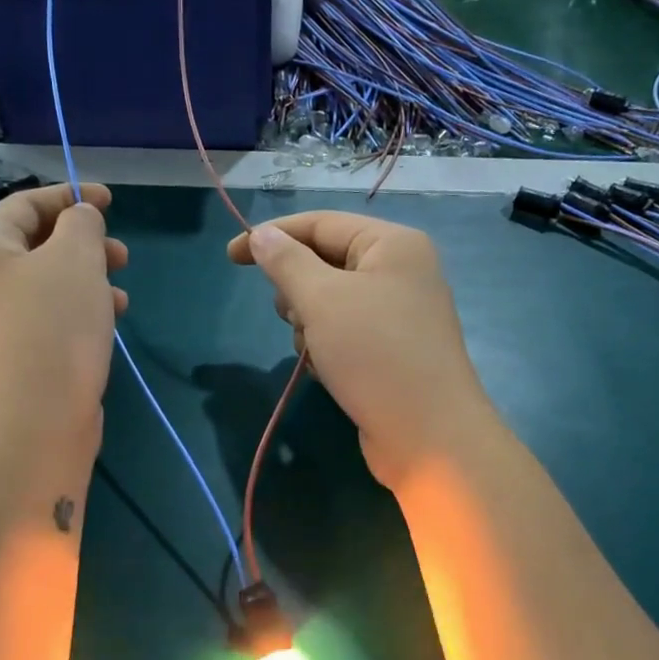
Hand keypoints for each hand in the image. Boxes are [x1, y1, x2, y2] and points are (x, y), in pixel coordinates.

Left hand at [0, 183, 126, 451]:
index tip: (110, 200)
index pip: (24, 204)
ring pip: (50, 285)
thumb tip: (81, 219)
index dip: (69, 195)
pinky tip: (111, 321)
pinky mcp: (20, 357)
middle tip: (121, 253)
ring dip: (89, 279)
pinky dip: (83, 311)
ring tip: (122, 292)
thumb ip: (81, 224)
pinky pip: (53, 318)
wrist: (37, 419)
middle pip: (37, 245)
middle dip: (84, 243)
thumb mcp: (75, 257)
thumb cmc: (54, 324)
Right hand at [228, 213, 495, 487]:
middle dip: (297, 291)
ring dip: (309, 326)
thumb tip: (262, 235)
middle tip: (295, 318)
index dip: (273, 236)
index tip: (230, 257)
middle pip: (324, 263)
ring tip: (317, 352)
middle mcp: (399, 271)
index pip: (321, 223)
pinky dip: (326, 347)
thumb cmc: (374, 354)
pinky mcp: (391, 350)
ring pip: (329, 302)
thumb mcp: (321, 300)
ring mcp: (398, 313)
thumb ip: (286, 262)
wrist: (428, 435)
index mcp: (392, 244)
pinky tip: (327, 371)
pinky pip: (343, 333)